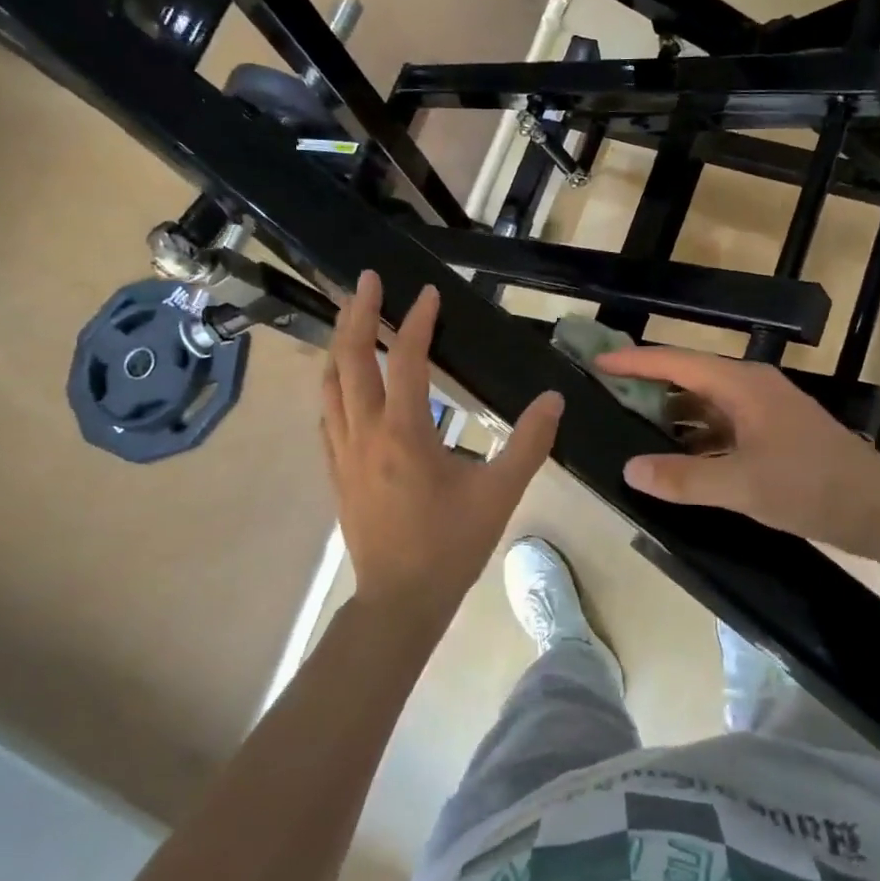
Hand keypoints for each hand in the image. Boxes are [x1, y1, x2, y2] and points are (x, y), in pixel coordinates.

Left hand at [322, 272, 563, 622]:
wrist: (399, 601)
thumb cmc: (451, 545)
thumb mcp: (500, 493)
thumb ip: (529, 443)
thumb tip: (553, 399)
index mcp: (404, 433)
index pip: (406, 361)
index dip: (420, 322)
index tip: (430, 293)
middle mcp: (364, 433)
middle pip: (350, 359)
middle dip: (359, 314)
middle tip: (367, 280)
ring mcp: (343, 452)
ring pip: (329, 384)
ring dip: (339, 345)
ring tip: (351, 318)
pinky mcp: (336, 472)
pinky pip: (326, 415)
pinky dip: (333, 385)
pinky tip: (343, 383)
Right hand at [594, 346, 879, 548]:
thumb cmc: (812, 487)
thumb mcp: (742, 486)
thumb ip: (683, 479)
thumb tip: (629, 469)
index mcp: (742, 386)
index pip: (676, 362)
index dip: (635, 362)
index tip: (598, 363)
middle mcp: (752, 389)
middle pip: (689, 378)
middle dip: (648, 387)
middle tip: (607, 397)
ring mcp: (765, 411)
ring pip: (706, 405)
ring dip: (673, 416)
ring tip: (632, 429)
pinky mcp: (774, 435)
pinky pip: (722, 427)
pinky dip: (696, 438)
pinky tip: (678, 460)